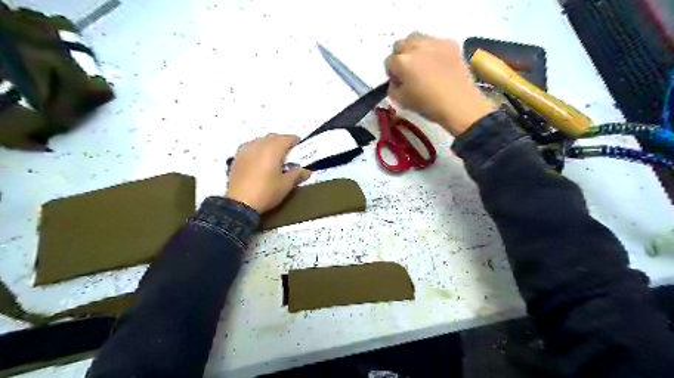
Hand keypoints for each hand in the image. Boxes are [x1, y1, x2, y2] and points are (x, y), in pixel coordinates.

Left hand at [225, 135, 311, 212]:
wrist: (239, 204)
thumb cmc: (266, 192)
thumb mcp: (286, 185)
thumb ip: (297, 175)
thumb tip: (306, 171)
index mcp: (273, 149)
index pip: (287, 138)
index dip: (295, 141)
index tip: (300, 146)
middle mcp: (259, 145)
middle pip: (273, 137)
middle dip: (282, 141)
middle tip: (289, 152)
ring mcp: (246, 150)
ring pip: (260, 141)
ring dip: (269, 144)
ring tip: (274, 156)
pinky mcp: (237, 158)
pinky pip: (250, 147)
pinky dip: (258, 150)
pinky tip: (259, 160)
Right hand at [384, 33, 492, 135]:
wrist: (458, 104)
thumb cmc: (427, 105)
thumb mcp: (401, 101)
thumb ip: (392, 88)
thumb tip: (396, 81)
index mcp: (402, 62)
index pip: (388, 62)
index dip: (392, 73)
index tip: (398, 82)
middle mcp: (415, 47)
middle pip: (401, 44)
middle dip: (401, 56)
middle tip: (408, 71)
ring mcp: (434, 42)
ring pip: (417, 38)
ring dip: (415, 48)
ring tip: (422, 63)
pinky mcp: (450, 43)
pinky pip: (435, 41)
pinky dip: (432, 49)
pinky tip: (438, 63)